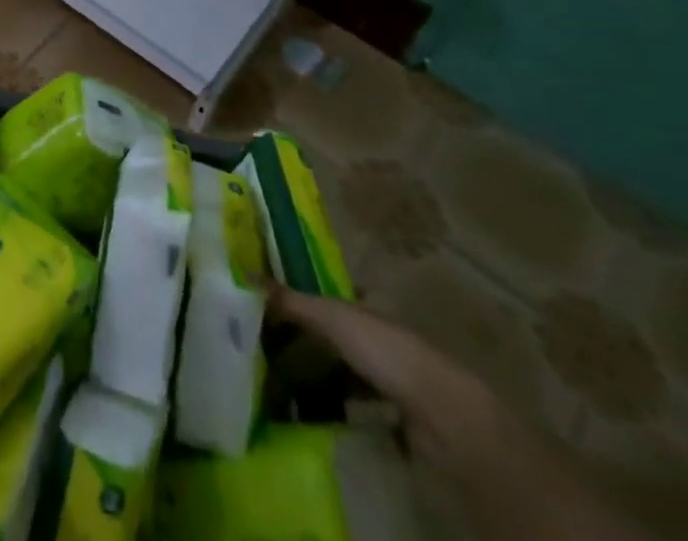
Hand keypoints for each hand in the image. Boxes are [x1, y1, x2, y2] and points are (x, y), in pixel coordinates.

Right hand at [262, 282, 500, 472]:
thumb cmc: (385, 350)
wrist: (443, 414)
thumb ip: (290, 300)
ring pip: (345, 368)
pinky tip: (312, 413)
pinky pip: (356, 403)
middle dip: (305, 339)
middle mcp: (378, 333)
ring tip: (281, 383)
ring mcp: (390, 374)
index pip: (328, 296)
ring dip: (319, 375)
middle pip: (335, 332)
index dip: (302, 299)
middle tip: (267, 348)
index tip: (270, 309)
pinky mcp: (396, 412)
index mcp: (366, 305)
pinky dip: (335, 406)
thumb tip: (244, 274)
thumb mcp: (331, 317)